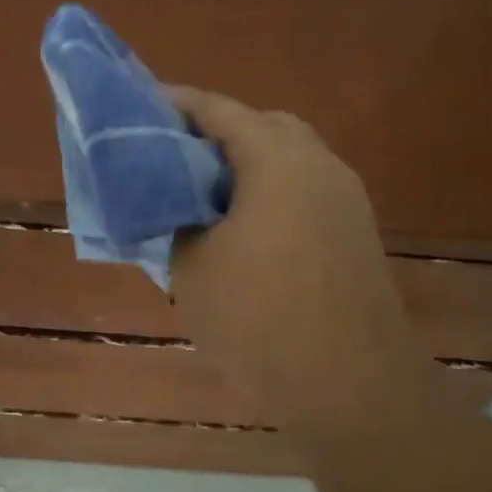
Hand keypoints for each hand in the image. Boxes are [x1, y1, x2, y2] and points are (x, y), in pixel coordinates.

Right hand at [167, 87, 440, 450]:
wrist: (350, 386)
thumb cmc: (259, 319)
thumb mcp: (191, 268)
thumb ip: (175, 221)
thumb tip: (175, 207)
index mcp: (278, 160)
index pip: (219, 110)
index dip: (175, 104)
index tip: (137, 109)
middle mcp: (319, 165)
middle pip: (261, 127)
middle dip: (214, 134)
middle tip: (171, 158)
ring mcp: (345, 200)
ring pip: (286, 161)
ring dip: (243, 167)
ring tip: (198, 196)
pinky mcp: (354, 234)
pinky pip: (302, 193)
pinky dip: (267, 194)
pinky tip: (238, 231)